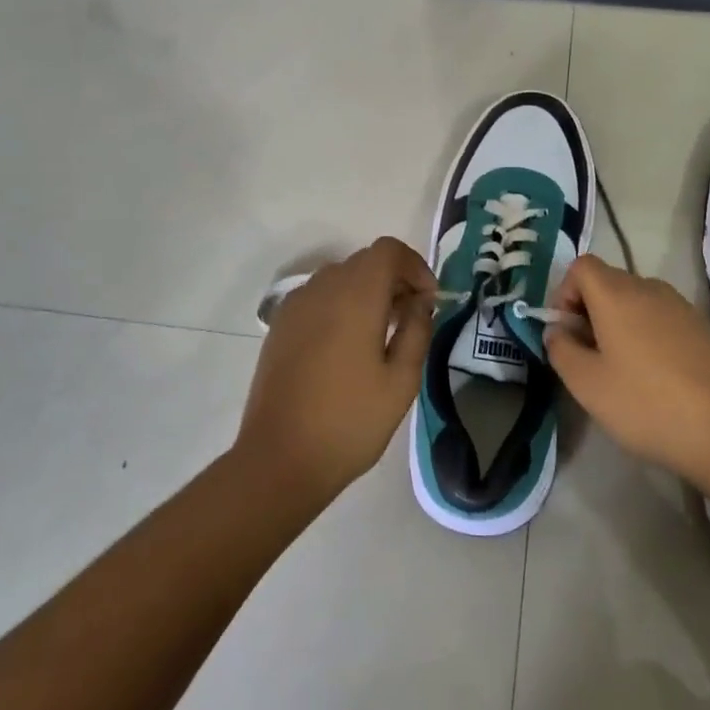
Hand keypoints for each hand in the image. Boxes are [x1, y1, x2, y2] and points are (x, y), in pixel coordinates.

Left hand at [236, 237, 436, 505]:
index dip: (415, 265)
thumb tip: (420, 302)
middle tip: (412, 317)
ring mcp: (295, 306)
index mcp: (355, 297)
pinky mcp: (280, 326)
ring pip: (340, 277)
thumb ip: (416, 330)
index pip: (387, 250)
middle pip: (364, 261)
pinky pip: (318, 297)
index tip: (429, 299)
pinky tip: (348, 345)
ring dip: (367, 291)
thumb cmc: (350, 422)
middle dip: (394, 279)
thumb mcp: (401, 381)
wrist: (279, 459)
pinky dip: (341, 304)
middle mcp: (322, 289)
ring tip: (382, 332)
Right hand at [545, 256, 709, 486]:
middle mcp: (649, 288)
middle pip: (608, 282)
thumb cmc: (645, 404)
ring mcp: (680, 306)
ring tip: (621, 371)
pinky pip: (660, 318)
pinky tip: (654, 377)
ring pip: (635, 301)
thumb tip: (558, 331)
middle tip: (588, 358)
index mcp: (617, 294)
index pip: (581, 266)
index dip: (564, 294)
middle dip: (589, 312)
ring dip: (618, 324)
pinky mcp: (702, 327)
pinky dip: (646, 335)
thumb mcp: (586, 384)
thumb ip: (560, 349)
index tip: (566, 334)